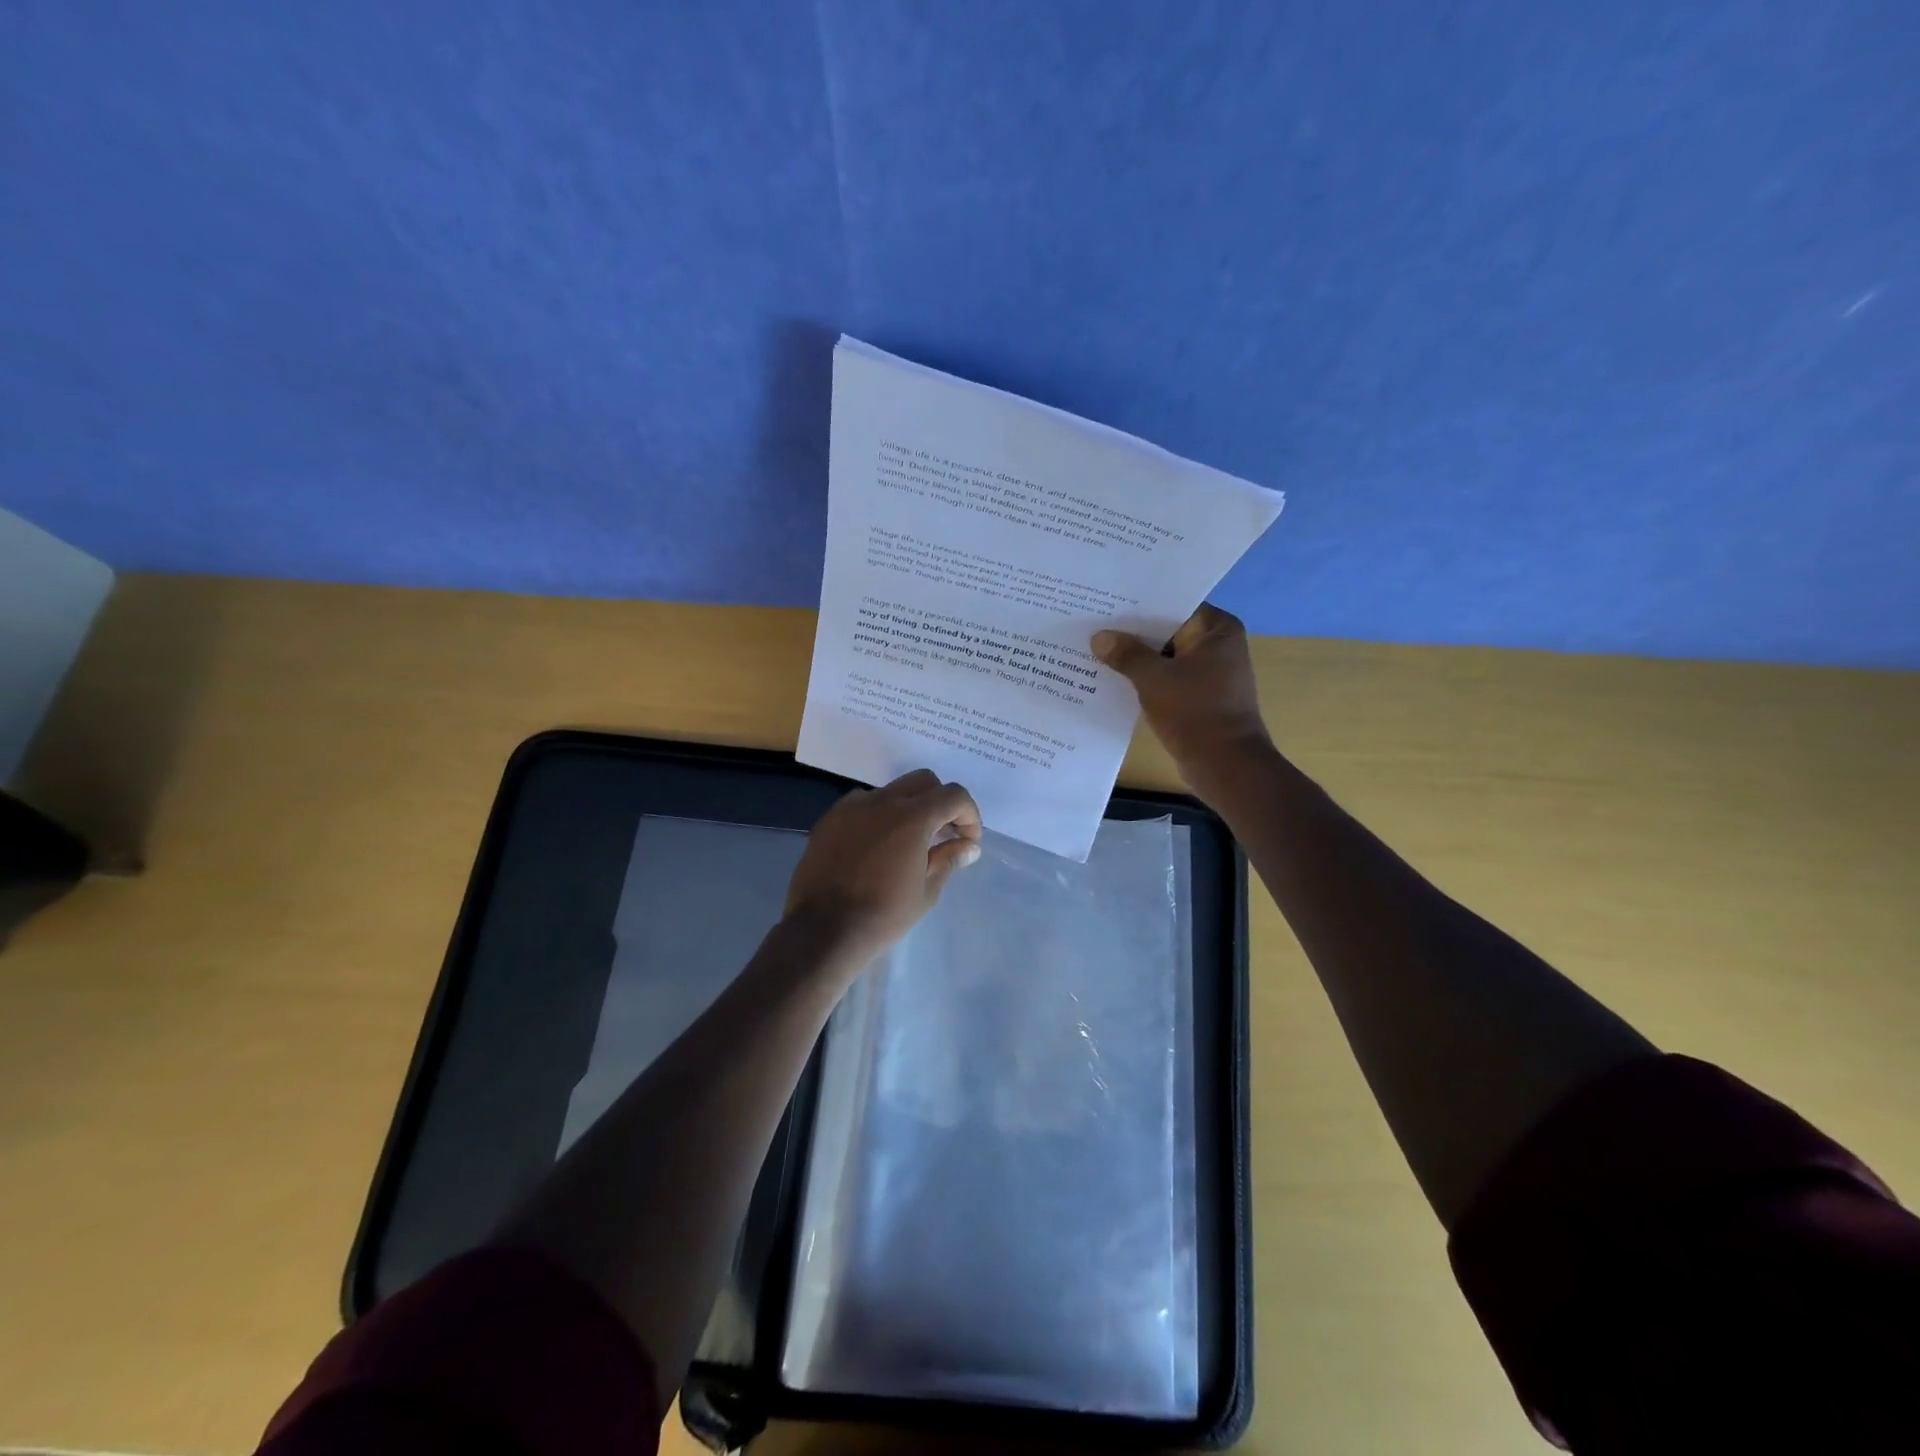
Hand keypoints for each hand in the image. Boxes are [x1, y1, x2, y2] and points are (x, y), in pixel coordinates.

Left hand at [785, 769, 982, 960]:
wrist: (822, 930)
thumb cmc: (882, 916)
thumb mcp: (926, 892)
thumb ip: (949, 860)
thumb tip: (968, 847)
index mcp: (912, 817)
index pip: (953, 795)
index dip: (969, 814)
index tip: (968, 840)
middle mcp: (882, 801)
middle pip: (923, 781)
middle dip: (941, 802)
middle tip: (944, 834)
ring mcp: (852, 807)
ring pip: (892, 791)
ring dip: (909, 807)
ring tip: (909, 842)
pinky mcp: (830, 819)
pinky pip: (864, 805)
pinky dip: (880, 816)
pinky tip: (877, 847)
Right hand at [1092, 604, 1272, 782]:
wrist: (1225, 765)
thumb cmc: (1195, 712)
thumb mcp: (1154, 679)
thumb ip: (1126, 654)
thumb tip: (1099, 637)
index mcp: (1217, 629)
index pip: (1173, 604)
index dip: (1139, 603)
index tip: (1106, 600)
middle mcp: (1217, 645)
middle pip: (1167, 630)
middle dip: (1133, 631)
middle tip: (1093, 622)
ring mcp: (1209, 672)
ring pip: (1164, 656)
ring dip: (1136, 657)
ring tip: (1095, 648)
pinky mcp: (1199, 696)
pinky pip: (1166, 678)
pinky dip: (1145, 678)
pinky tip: (1112, 678)